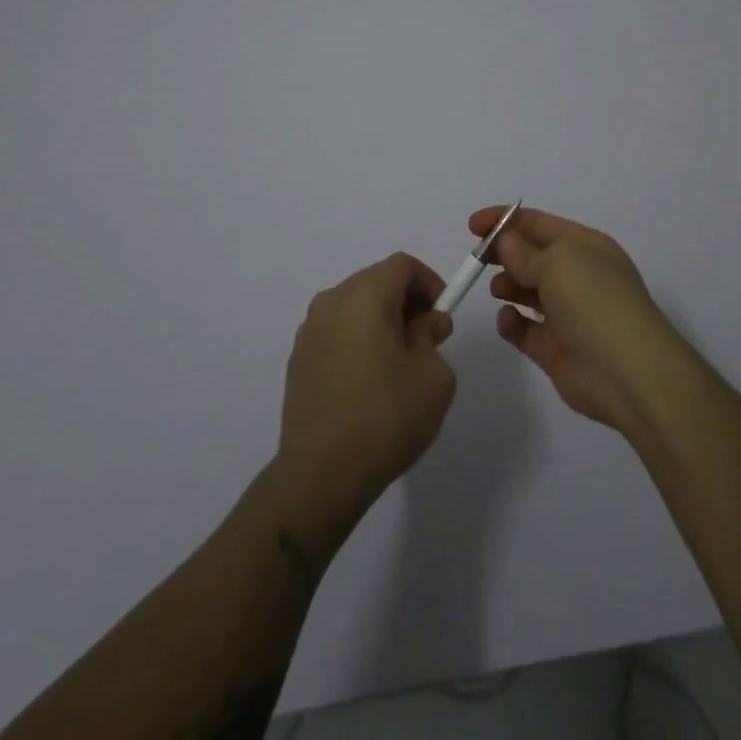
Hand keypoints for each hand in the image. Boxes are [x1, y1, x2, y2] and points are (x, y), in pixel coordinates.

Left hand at [276, 253, 458, 533]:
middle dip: (406, 301)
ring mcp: (309, 331)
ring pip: (355, 306)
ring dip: (381, 320)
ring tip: (399, 363)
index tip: (442, 315)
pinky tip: (369, 382)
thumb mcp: (434, 377)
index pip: (402, 265)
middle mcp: (331, 302)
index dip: (429, 282)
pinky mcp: (298, 359)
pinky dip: (358, 339)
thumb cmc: (386, 418)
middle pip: (376, 281)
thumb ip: (433, 338)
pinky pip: (336, 332)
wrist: (321, 475)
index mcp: (365, 296)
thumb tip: (423, 326)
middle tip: (426, 338)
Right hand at [475, 205, 683, 432]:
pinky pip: (524, 328)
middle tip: (478, 259)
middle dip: (503, 253)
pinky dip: (511, 322)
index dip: (504, 220)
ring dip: (507, 285)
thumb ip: (524, 252)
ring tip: (499, 289)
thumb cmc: (595, 302)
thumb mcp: (558, 262)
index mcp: (584, 246)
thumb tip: (506, 242)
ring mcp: (566, 313)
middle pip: (530, 255)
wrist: (629, 374)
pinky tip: (508, 320)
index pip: (538, 223)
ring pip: (526, 290)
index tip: (472, 226)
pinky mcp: (554, 348)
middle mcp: (577, 275)